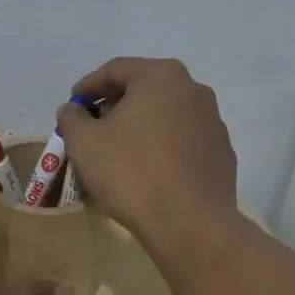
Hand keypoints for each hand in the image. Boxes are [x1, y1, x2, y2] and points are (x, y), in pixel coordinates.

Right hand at [57, 57, 238, 248]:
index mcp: (160, 77)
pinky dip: (162, 146)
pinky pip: (183, 140)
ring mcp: (213, 121)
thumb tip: (72, 109)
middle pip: (144, 89)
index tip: (72, 106)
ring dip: (140, 126)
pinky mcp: (222, 152)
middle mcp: (193, 90)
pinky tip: (148, 170)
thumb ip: (72, 118)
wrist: (190, 224)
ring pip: (166, 114)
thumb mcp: (84, 143)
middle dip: (115, 105)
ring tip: (119, 151)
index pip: (115, 70)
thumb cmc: (131, 174)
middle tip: (93, 127)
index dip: (87, 87)